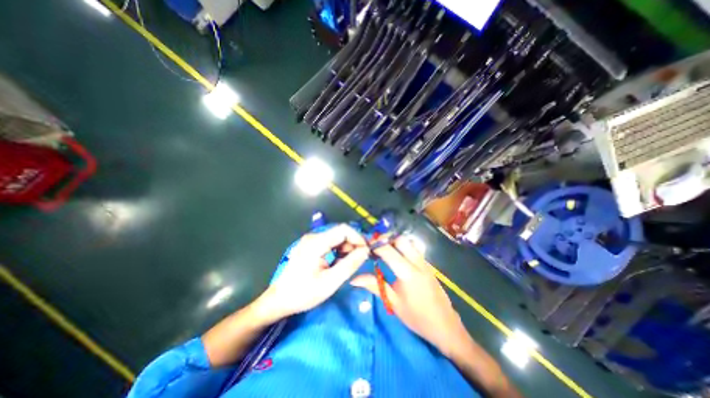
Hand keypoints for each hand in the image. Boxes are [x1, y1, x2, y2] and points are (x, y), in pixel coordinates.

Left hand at [258, 224, 369, 322]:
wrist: (279, 300)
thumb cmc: (304, 293)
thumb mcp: (330, 282)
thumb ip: (350, 264)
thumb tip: (366, 250)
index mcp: (316, 242)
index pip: (344, 230)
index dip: (358, 238)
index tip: (367, 251)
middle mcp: (314, 236)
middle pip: (341, 233)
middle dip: (354, 244)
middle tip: (362, 260)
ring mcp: (311, 240)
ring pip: (337, 238)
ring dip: (347, 249)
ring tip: (352, 264)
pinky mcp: (311, 246)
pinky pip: (331, 243)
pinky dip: (339, 251)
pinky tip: (341, 263)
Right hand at [349, 236, 466, 357]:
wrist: (446, 327)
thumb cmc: (417, 317)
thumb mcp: (393, 303)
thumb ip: (374, 286)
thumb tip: (354, 279)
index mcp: (407, 273)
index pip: (388, 251)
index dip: (375, 245)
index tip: (365, 245)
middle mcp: (417, 263)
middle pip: (400, 240)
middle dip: (386, 239)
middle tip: (375, 247)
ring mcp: (425, 262)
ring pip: (409, 242)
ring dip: (395, 242)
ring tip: (384, 250)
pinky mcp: (428, 265)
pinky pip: (415, 249)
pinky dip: (404, 247)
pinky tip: (398, 256)